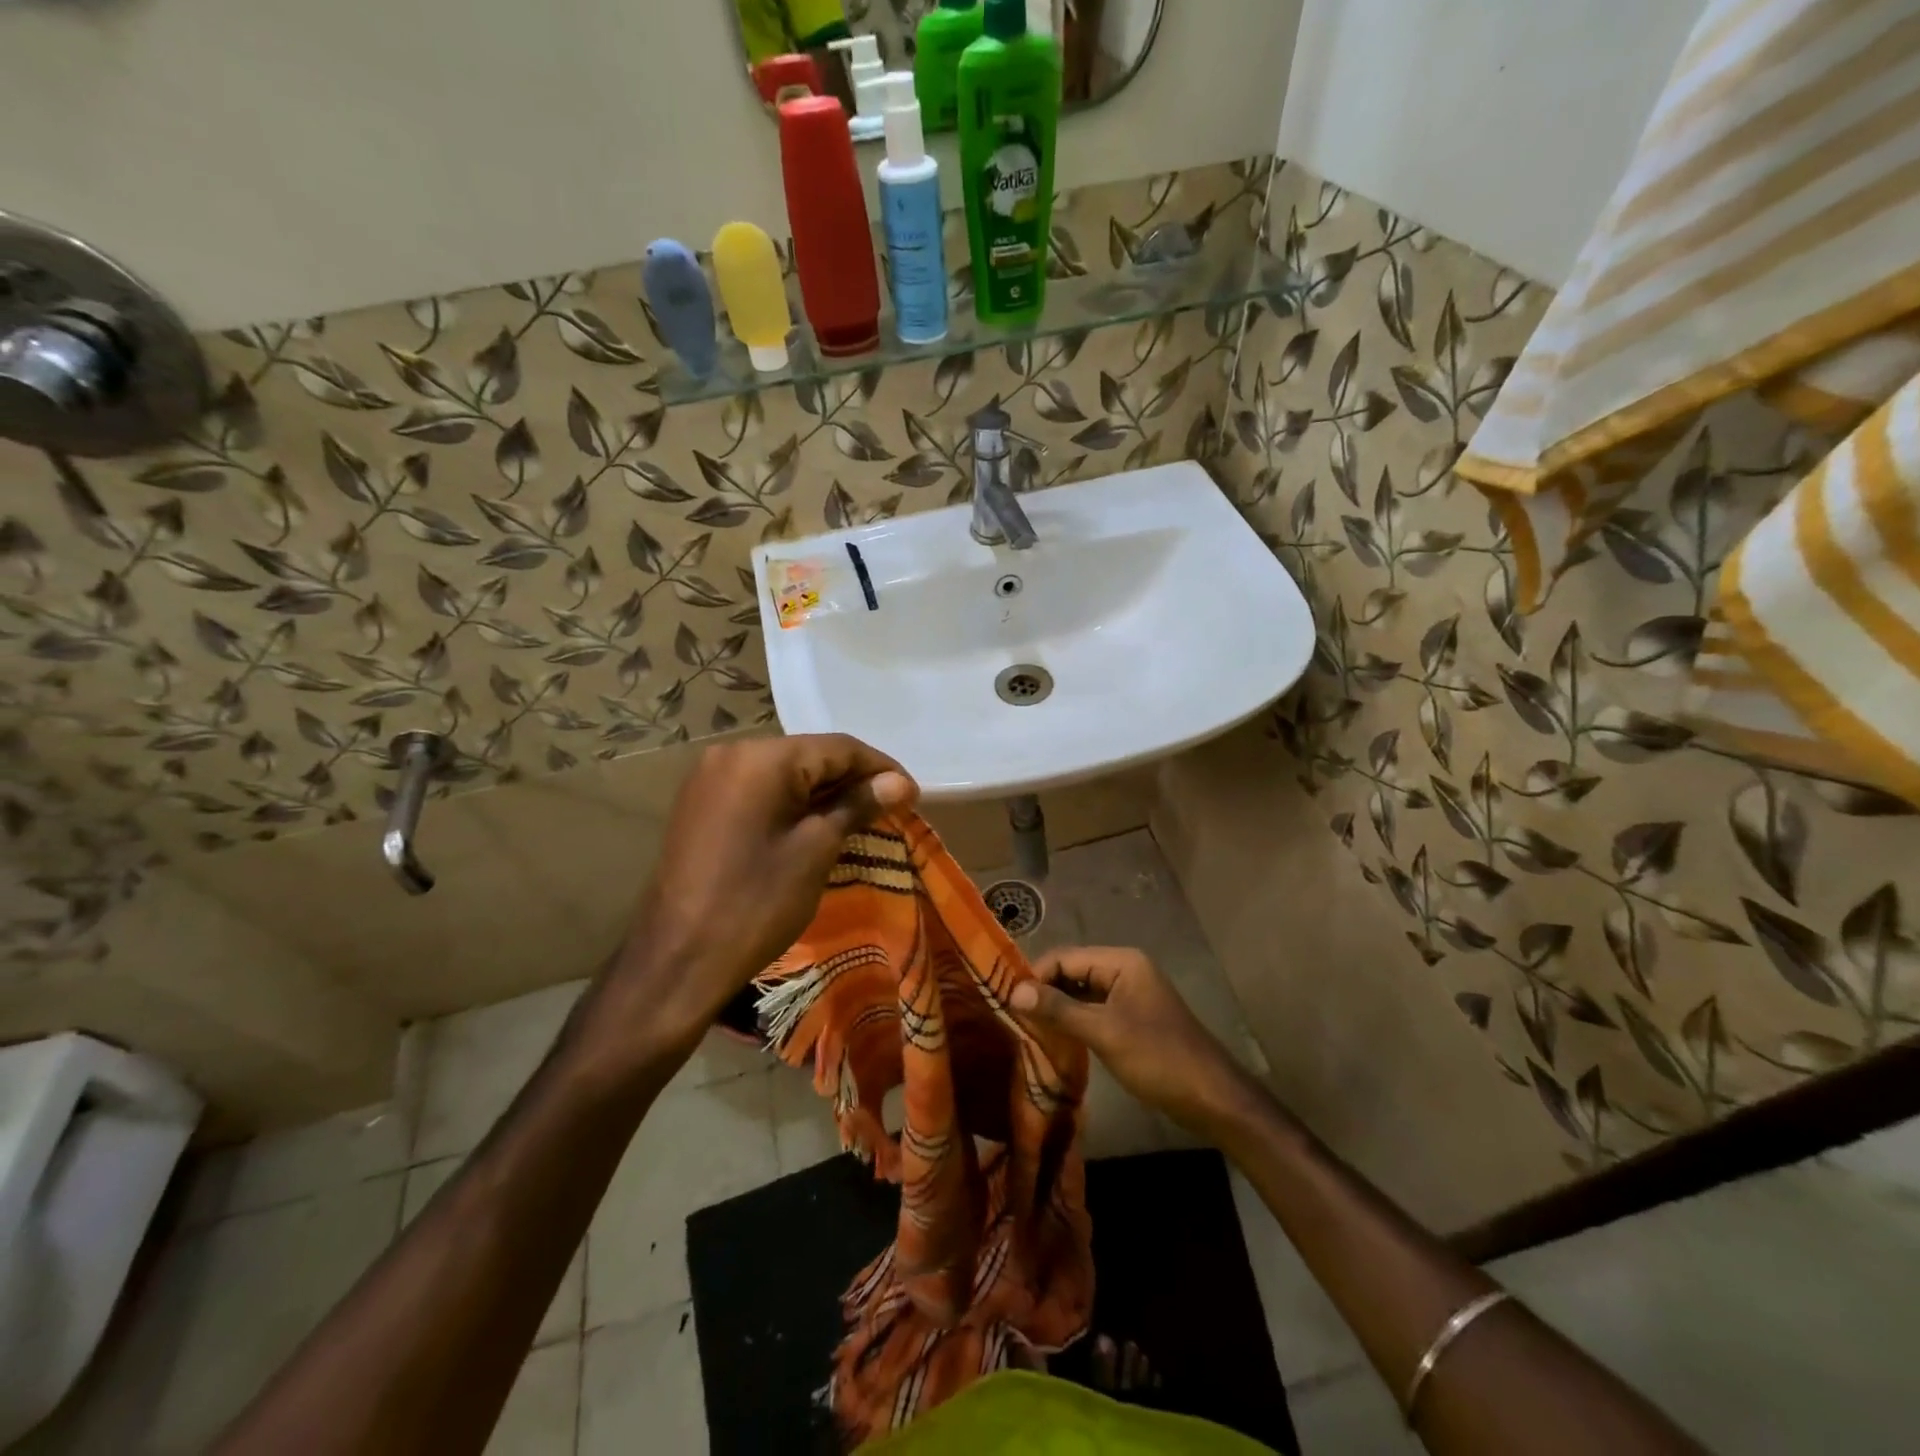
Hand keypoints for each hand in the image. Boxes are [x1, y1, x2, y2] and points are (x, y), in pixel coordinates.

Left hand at [586, 735, 916, 1071]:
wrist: (678, 960)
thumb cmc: (756, 903)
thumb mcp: (816, 850)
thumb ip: (858, 805)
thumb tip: (900, 784)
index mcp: (760, 757)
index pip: (837, 748)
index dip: (880, 768)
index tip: (914, 795)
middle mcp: (731, 753)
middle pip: (809, 755)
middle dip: (853, 779)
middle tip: (893, 807)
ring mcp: (710, 778)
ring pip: (785, 773)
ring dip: (824, 791)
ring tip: (863, 816)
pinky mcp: (702, 804)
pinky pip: (760, 790)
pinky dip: (793, 802)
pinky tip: (818, 823)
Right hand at [1009, 947, 1261, 1137]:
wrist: (1211, 1096)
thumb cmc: (1157, 1058)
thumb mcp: (1104, 1032)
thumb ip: (1059, 1009)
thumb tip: (1015, 991)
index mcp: (1121, 961)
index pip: (1066, 957)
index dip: (1036, 976)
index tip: (1008, 1001)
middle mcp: (1125, 969)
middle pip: (1073, 971)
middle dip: (1045, 991)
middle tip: (1014, 1017)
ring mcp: (1130, 993)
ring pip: (1082, 992)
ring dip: (1058, 1007)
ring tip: (1028, 1028)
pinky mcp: (1132, 1017)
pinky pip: (1094, 1009)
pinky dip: (1075, 1019)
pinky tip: (1056, 1037)